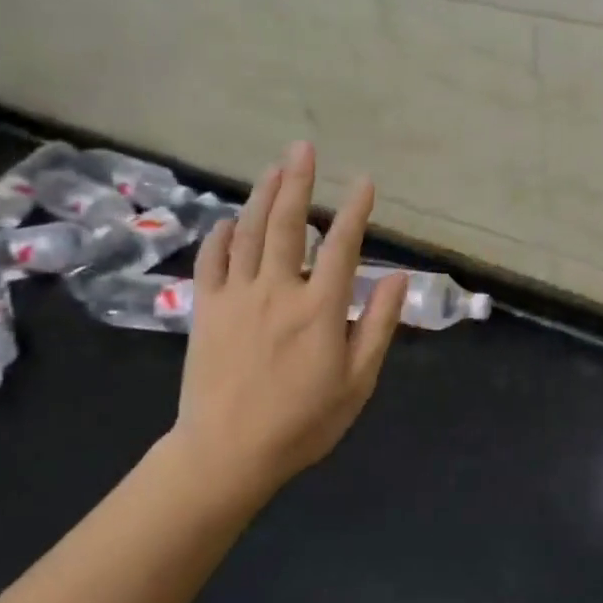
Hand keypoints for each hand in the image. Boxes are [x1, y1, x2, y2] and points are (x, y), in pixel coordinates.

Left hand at [162, 141, 407, 509]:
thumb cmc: (303, 422)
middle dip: (298, 182)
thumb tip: (397, 277)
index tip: (365, 182)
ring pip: (249, 233)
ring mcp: (236, 297)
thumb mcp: (357, 381)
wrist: (227, 454)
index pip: (343, 246)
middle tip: (303, 148)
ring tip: (274, 168)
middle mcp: (278, 291)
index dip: (356, 210)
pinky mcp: (205, 310)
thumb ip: (377, 325)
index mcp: (320, 309)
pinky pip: (210, 261)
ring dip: (263, 196)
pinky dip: (221, 235)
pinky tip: (231, 220)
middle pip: (288, 225)